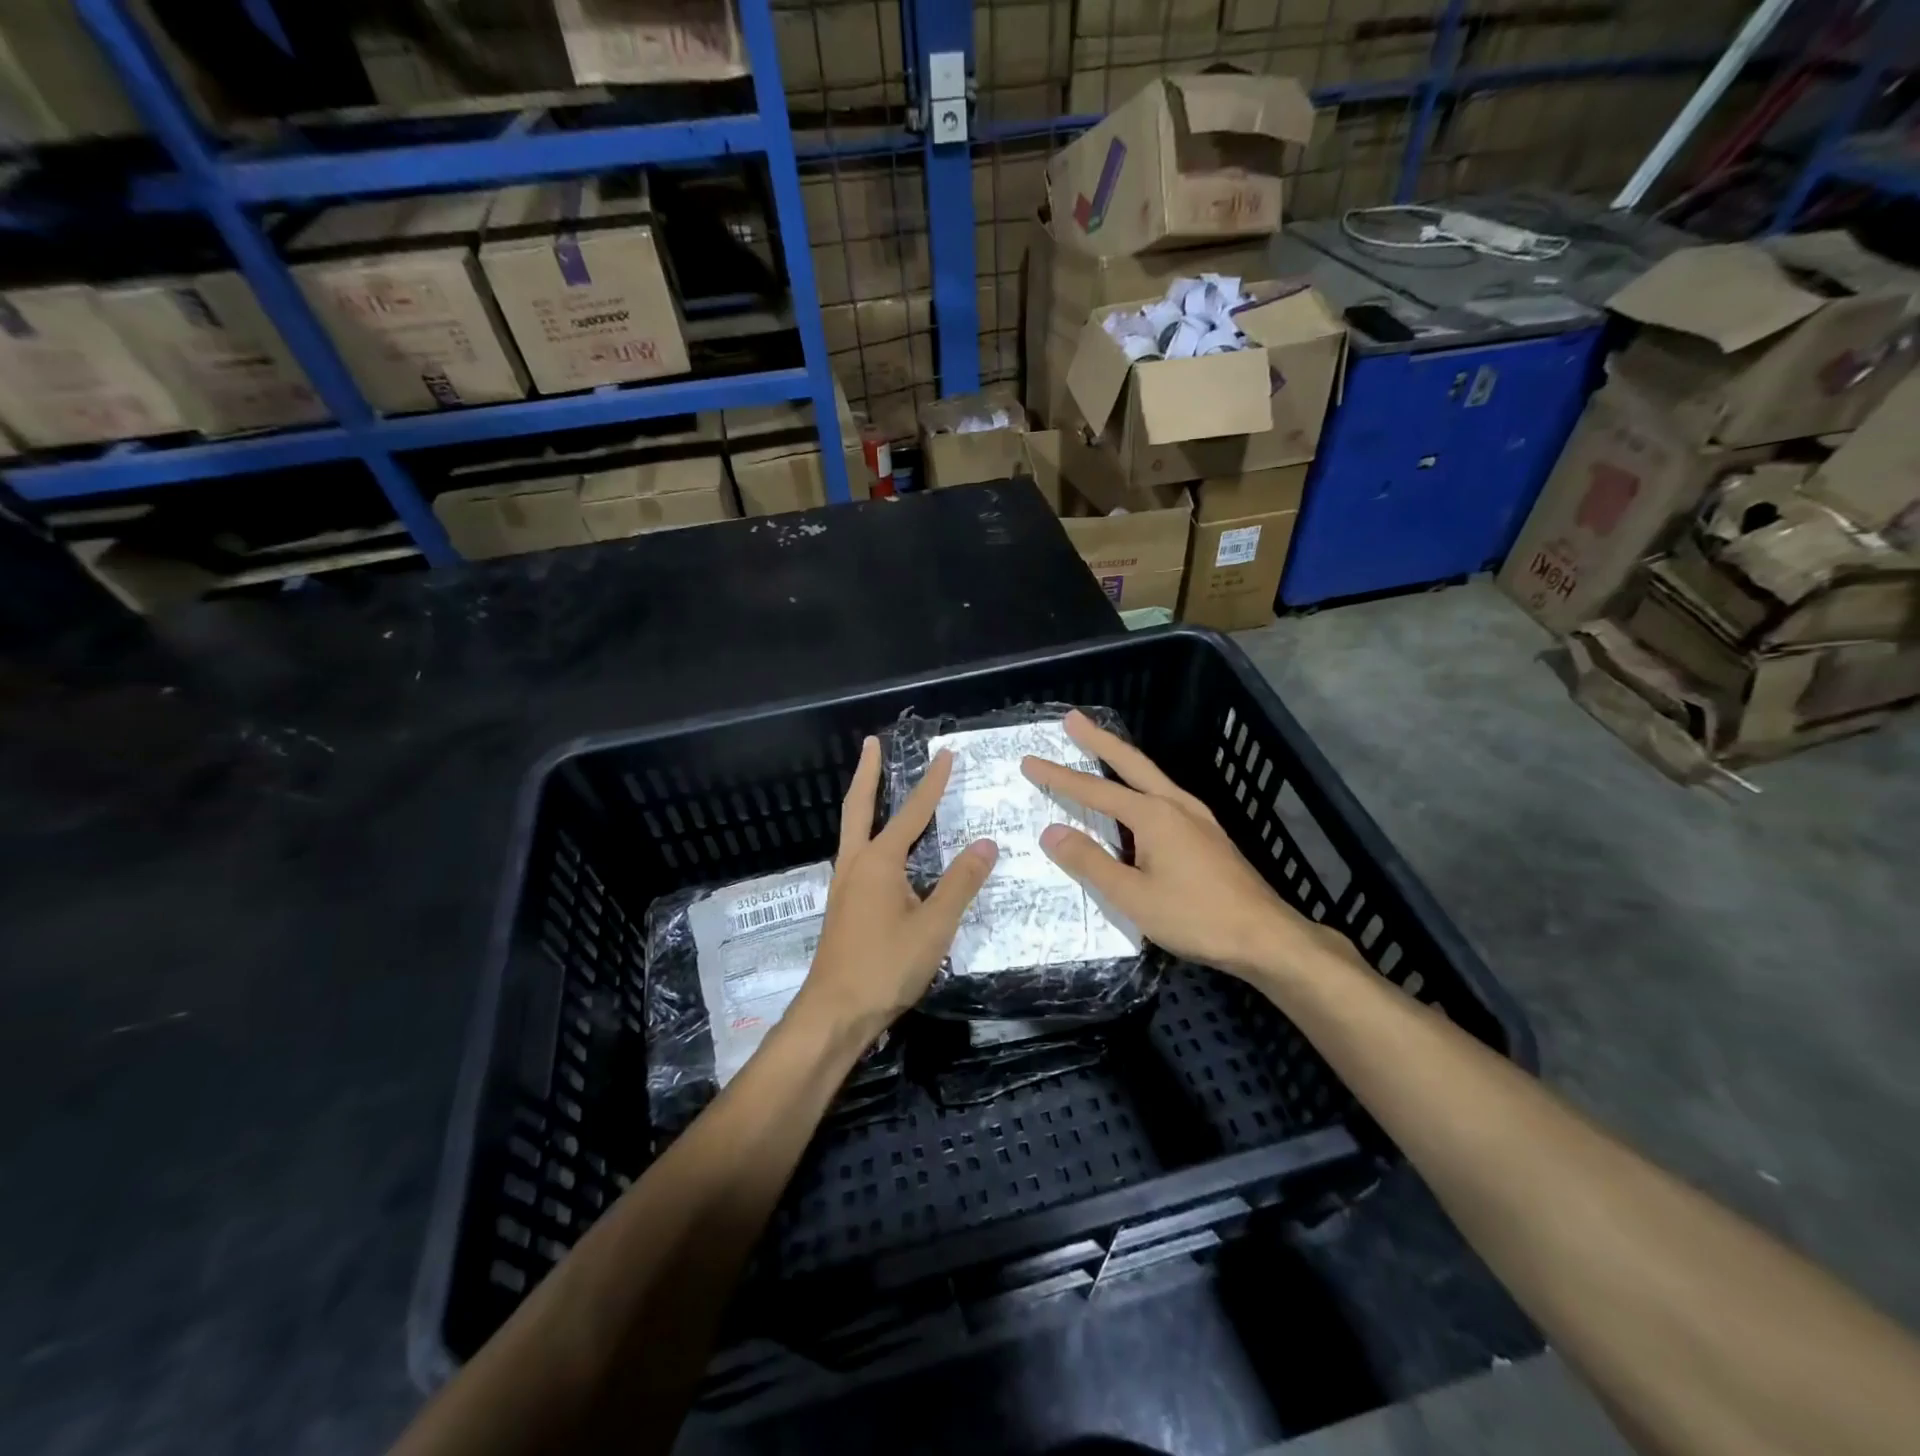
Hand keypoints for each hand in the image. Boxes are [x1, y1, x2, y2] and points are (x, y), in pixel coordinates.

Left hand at [795, 736, 997, 1036]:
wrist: (834, 1013)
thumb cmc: (885, 967)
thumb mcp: (934, 927)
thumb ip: (960, 883)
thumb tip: (987, 844)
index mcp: (879, 862)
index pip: (913, 813)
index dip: (932, 783)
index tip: (945, 754)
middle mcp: (855, 864)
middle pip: (859, 807)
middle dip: (867, 773)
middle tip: (872, 743)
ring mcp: (844, 885)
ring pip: (852, 830)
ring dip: (864, 801)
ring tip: (874, 782)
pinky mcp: (842, 905)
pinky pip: (856, 854)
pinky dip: (865, 833)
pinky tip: (878, 849)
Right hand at [1020, 710, 1348, 981]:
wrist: (1266, 936)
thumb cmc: (1196, 917)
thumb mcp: (1133, 896)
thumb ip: (1090, 862)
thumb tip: (1052, 832)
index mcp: (1154, 815)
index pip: (1095, 790)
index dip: (1059, 776)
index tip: (1030, 761)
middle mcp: (1176, 805)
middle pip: (1130, 763)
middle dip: (1098, 740)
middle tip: (1072, 719)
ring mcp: (1197, 817)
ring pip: (1151, 777)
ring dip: (1122, 760)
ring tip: (1099, 751)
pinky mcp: (1208, 834)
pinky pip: (1164, 797)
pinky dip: (1141, 785)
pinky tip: (1138, 801)